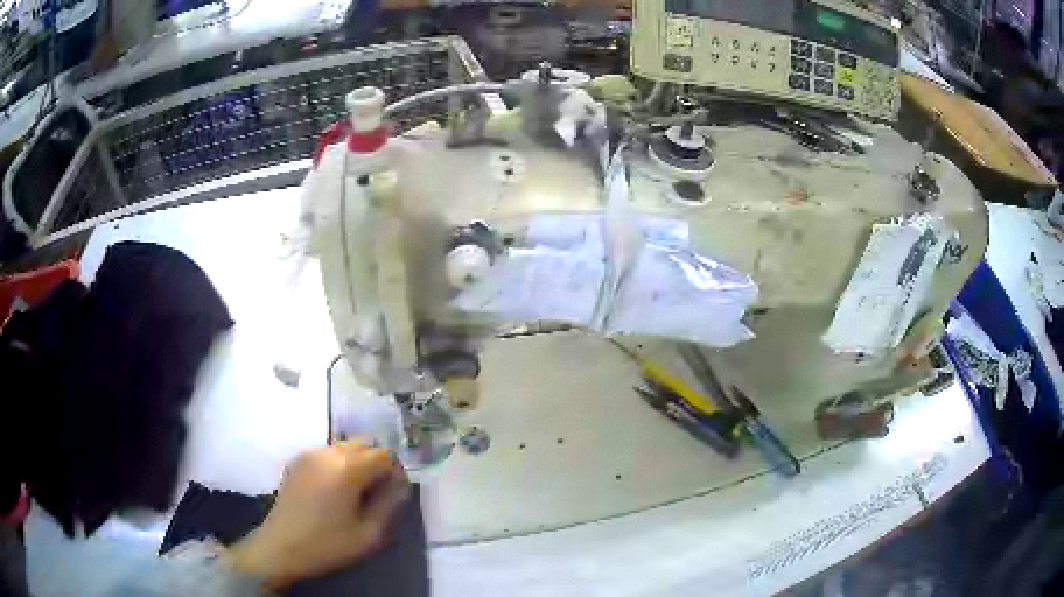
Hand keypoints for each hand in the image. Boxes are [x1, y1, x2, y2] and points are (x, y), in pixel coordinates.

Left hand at [227, 441, 409, 589]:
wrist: (281, 547)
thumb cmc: (328, 544)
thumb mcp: (369, 534)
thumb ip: (390, 505)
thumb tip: (399, 486)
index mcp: (348, 469)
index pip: (385, 454)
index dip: (396, 471)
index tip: (396, 493)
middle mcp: (328, 453)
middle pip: (364, 443)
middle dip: (377, 463)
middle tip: (377, 491)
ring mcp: (309, 454)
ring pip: (345, 446)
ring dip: (357, 462)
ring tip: (355, 491)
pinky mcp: (297, 461)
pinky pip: (327, 453)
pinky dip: (338, 464)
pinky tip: (334, 490)